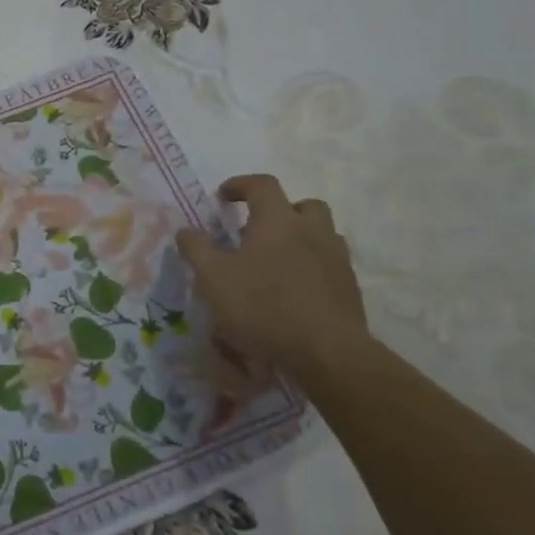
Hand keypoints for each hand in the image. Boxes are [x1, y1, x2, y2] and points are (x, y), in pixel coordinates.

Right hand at [177, 174, 368, 376]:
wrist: (326, 350)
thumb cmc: (263, 306)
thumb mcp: (213, 277)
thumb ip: (196, 248)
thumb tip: (186, 229)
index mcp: (278, 221)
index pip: (262, 185)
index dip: (240, 184)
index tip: (223, 196)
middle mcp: (312, 230)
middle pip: (303, 204)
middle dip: (280, 209)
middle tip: (258, 229)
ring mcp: (336, 257)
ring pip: (321, 232)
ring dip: (300, 236)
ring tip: (277, 259)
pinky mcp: (349, 285)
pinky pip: (329, 261)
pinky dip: (312, 264)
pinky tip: (295, 287)